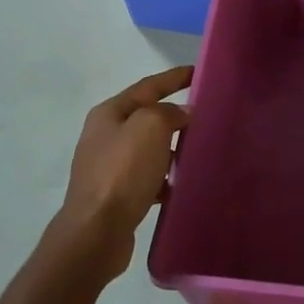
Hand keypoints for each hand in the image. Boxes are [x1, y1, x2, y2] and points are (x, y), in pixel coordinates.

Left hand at [57, 66, 191, 270]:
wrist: (96, 231)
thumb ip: (169, 112)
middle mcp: (105, 136)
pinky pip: (147, 179)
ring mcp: (108, 167)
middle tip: (206, 116)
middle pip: (147, 118)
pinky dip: (164, 179)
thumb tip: (181, 115)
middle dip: (175, 116)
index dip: (174, 78)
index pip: (147, 86)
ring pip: (148, 150)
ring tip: (198, 153)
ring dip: (171, 149)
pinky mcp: (116, 196)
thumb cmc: (123, 172)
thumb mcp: (150, 127)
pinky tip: (181, 186)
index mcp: (109, 113)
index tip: (198, 72)